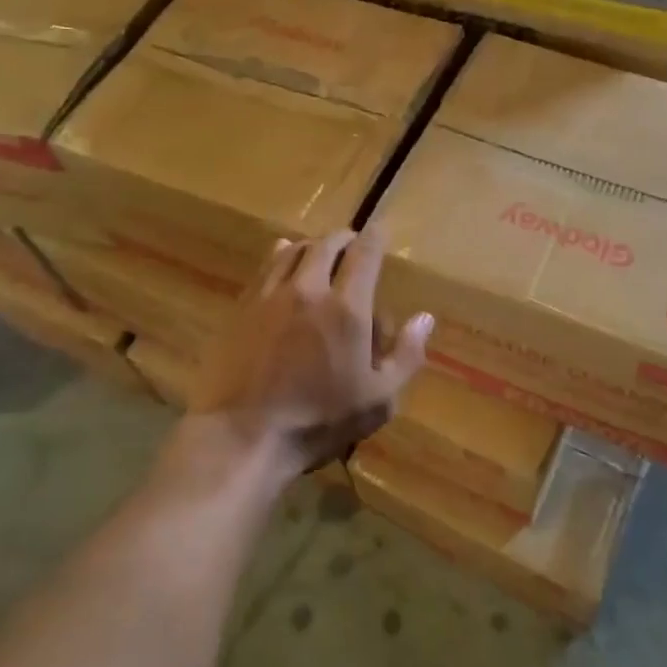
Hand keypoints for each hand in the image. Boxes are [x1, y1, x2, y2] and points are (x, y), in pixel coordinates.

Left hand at [196, 226, 432, 480]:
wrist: (243, 437)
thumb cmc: (318, 422)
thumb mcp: (378, 399)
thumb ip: (406, 355)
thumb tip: (425, 318)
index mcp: (347, 308)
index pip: (365, 254)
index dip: (376, 236)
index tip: (382, 230)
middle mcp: (309, 289)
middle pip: (327, 244)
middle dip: (345, 238)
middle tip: (353, 244)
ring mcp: (270, 295)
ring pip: (294, 250)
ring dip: (313, 244)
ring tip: (321, 250)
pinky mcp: (242, 307)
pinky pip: (266, 266)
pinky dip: (282, 255)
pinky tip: (284, 259)